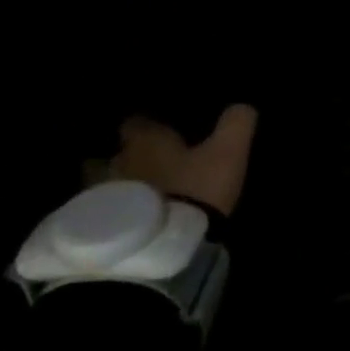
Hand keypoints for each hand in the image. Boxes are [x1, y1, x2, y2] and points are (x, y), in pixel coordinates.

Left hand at [109, 104, 258, 215]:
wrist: (164, 245)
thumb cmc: (196, 187)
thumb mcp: (228, 151)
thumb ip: (236, 123)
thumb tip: (242, 105)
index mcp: (145, 139)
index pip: (137, 121)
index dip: (152, 122)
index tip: (168, 127)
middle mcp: (119, 161)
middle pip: (125, 151)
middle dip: (142, 153)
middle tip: (166, 158)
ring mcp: (108, 195)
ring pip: (119, 179)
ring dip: (134, 181)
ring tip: (157, 188)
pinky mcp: (107, 225)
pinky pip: (117, 207)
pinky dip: (129, 207)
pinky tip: (149, 214)